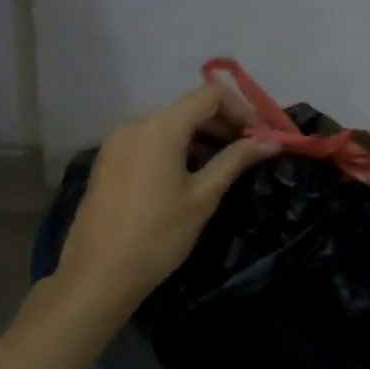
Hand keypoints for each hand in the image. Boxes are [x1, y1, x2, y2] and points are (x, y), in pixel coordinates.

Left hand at [58, 83, 273, 311]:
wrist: (98, 274)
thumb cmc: (158, 235)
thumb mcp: (202, 197)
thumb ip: (235, 161)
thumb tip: (271, 141)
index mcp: (161, 126)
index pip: (210, 94)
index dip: (242, 108)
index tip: (261, 136)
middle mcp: (136, 124)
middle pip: (188, 108)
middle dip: (223, 124)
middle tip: (249, 152)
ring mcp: (117, 142)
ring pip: (169, 125)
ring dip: (200, 137)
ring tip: (223, 166)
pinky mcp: (108, 161)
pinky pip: (150, 141)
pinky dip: (176, 148)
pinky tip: (189, 176)